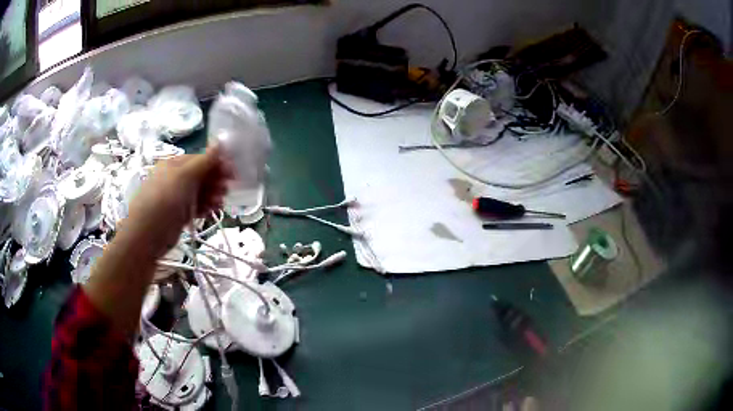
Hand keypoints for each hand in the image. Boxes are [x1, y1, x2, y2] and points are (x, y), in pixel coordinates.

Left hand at [124, 145, 232, 258]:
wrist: (147, 234)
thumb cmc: (164, 199)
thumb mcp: (185, 176)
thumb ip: (204, 161)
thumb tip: (220, 142)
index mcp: (174, 164)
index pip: (200, 159)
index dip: (217, 165)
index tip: (232, 174)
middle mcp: (175, 178)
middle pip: (201, 176)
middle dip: (215, 181)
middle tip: (225, 191)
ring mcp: (176, 197)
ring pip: (200, 192)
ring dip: (212, 195)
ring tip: (218, 204)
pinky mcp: (178, 214)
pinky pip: (195, 206)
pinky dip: (204, 207)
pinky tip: (211, 211)